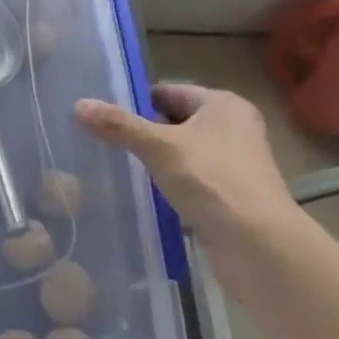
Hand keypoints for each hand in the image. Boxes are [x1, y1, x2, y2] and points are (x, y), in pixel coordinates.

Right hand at [75, 83, 297, 250]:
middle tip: (107, 141)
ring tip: (121, 167)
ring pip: (184, 154)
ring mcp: (236, 166)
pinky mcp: (233, 198)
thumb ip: (118, 125)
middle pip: (177, 122)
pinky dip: (172, 186)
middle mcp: (235, 129)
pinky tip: (147, 196)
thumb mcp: (158, 146)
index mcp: (224, 104)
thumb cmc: (211, 180)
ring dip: (158, 161)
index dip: (137, 101)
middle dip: (145, 132)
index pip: (170, 91)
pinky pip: (193, 182)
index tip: (105, 115)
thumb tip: (79, 104)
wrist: (259, 247)